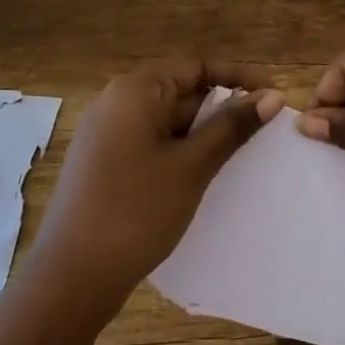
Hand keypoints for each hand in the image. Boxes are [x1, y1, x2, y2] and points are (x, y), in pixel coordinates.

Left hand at [31, 59, 283, 314]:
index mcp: (135, 91)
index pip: (196, 67)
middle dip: (222, 108)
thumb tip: (271, 96)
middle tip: (264, 129)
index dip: (238, 77)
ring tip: (242, 152)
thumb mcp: (192, 166)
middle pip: (181, 91)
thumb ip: (232, 126)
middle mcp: (116, 103)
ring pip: (167, 120)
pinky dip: (181, 150)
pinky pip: (152, 142)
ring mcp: (106, 134)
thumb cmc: (136, 211)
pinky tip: (204, 174)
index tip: (273, 95)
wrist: (71, 277)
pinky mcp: (104, 162)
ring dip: (204, 132)